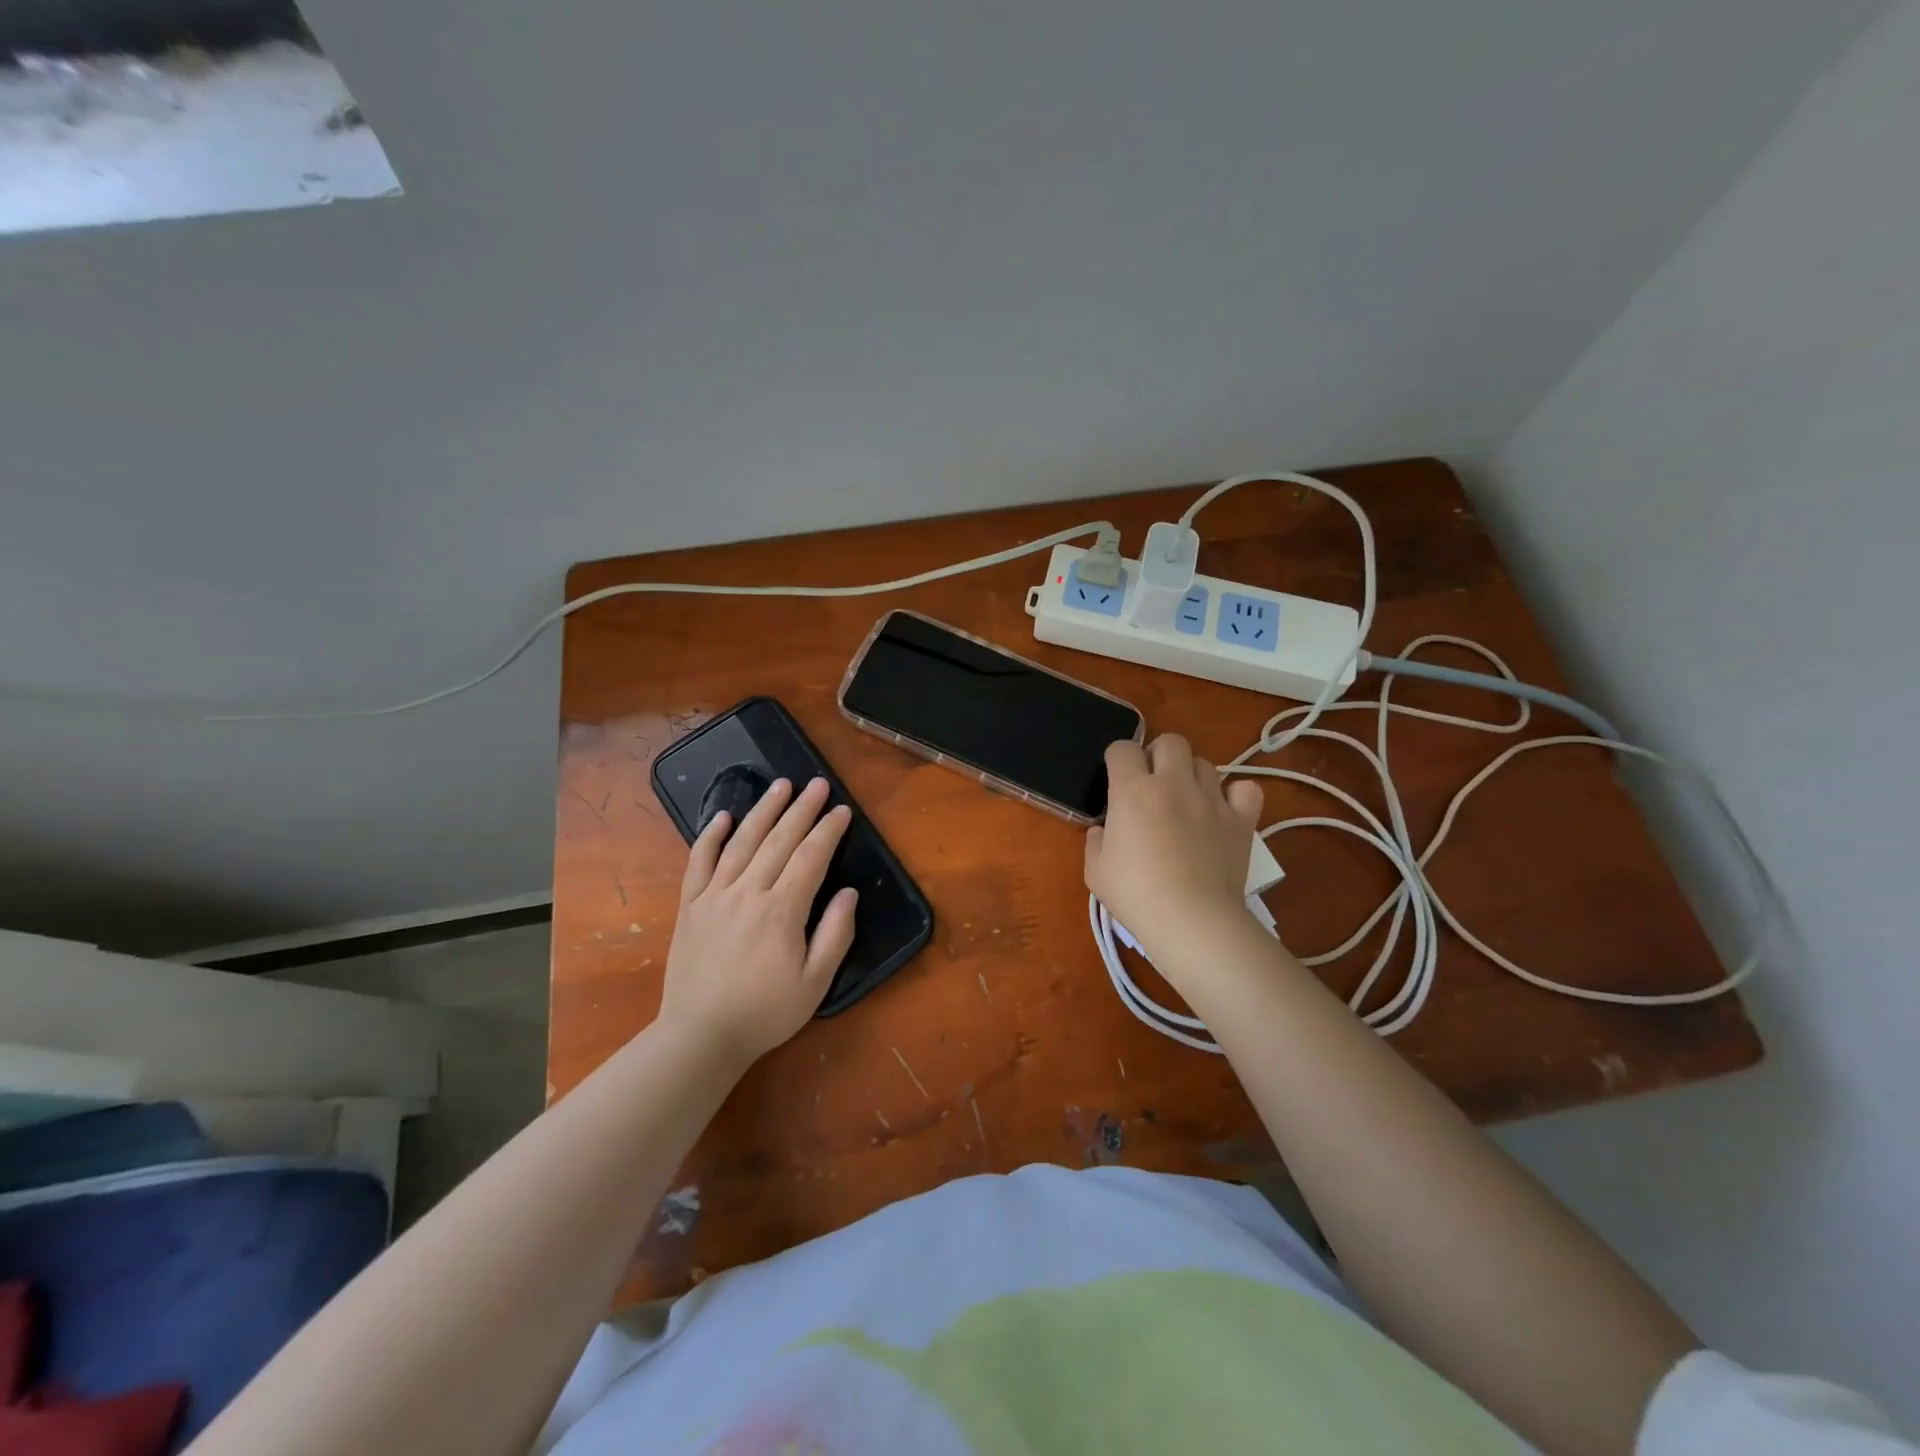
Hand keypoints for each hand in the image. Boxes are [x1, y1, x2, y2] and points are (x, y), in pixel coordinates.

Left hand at [658, 776, 856, 1068]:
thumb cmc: (765, 1013)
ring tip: (780, 785)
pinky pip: (698, 862)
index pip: (811, 857)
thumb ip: (835, 935)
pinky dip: (709, 836)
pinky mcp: (690, 906)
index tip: (842, 810)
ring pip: (741, 842)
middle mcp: (748, 892)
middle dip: (802, 809)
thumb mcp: (815, 983)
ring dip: (763, 810)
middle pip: (779, 840)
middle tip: (818, 784)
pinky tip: (722, 816)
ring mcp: (714, 896)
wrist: (699, 1037)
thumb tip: (849, 893)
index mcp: (782, 910)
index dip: (828, 830)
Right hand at [1085, 735, 1264, 961]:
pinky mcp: (1240, 820)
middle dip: (1159, 755)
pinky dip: (1235, 794)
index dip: (1118, 759)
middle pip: (1170, 741)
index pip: (1123, 749)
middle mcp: (1173, 784)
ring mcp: (1211, 799)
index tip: (1116, 778)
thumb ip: (1095, 842)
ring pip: (1205, 763)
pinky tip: (1223, 810)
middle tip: (1153, 783)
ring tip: (1187, 800)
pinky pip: (1245, 789)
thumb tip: (1103, 830)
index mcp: (1132, 790)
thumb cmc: (1135, 895)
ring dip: (1192, 775)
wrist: (1191, 920)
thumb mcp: (1096, 871)